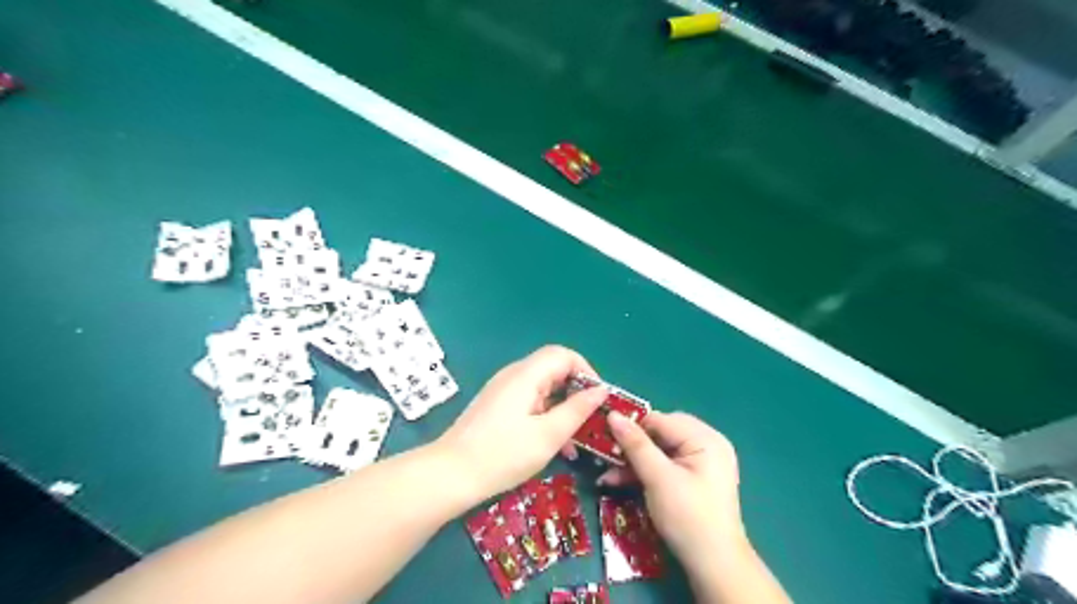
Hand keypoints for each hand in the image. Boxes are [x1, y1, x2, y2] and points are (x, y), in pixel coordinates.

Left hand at [435, 346, 603, 502]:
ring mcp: (503, 390)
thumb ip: (577, 410)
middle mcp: (514, 375)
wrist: (450, 474)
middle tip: (591, 421)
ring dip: (562, 409)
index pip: (563, 355)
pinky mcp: (496, 406)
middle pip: (553, 370)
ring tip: (576, 441)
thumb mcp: (548, 435)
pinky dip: (546, 416)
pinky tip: (553, 445)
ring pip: (543, 388)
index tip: (599, 398)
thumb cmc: (503, 455)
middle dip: (576, 392)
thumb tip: (601, 391)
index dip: (586, 371)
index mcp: (526, 375)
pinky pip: (529, 402)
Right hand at [603, 410, 746, 570]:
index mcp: (705, 439)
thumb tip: (612, 414)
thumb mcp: (658, 478)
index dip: (632, 427)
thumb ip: (635, 445)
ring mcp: (701, 462)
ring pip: (659, 450)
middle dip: (632, 445)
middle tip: (607, 456)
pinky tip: (621, 480)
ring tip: (607, 473)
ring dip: (633, 461)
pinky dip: (645, 472)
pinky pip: (665, 465)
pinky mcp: (693, 479)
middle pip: (659, 433)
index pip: (660, 420)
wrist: (714, 566)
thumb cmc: (688, 517)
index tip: (605, 437)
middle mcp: (706, 444)